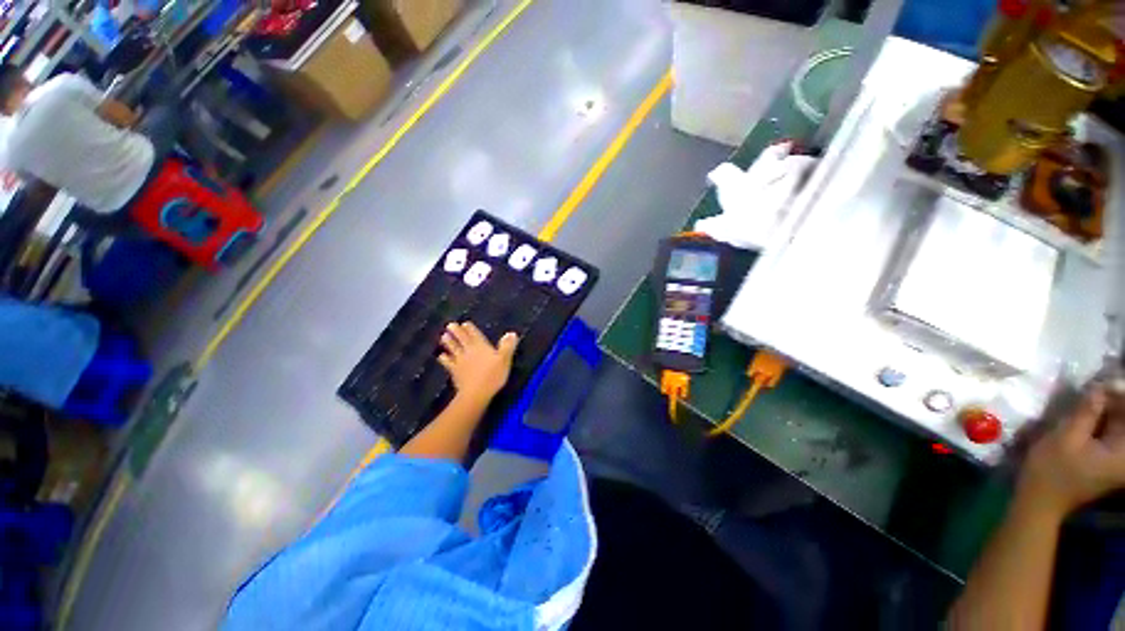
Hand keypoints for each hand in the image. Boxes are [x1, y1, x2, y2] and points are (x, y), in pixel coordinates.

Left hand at [438, 322, 517, 405]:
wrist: (476, 393)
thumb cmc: (493, 375)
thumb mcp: (504, 359)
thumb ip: (507, 346)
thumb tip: (511, 333)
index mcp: (481, 347)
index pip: (475, 335)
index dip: (470, 329)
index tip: (465, 323)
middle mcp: (469, 351)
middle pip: (462, 339)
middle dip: (457, 332)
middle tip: (450, 325)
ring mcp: (460, 361)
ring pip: (453, 349)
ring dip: (448, 342)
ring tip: (443, 336)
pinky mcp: (455, 371)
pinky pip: (448, 363)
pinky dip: (444, 359)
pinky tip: (440, 356)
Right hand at [1018, 387, 1124, 517]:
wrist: (1041, 501)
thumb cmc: (1051, 470)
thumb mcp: (1065, 438)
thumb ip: (1085, 412)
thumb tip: (1098, 388)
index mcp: (1124, 453)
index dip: (1116, 394)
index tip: (1097, 384)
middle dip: (1110, 402)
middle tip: (1089, 391)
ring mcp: (1119, 460)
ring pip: (1117, 425)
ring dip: (1103, 412)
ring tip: (1084, 402)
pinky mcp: (1109, 460)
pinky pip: (1111, 433)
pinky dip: (1099, 422)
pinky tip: (1083, 418)